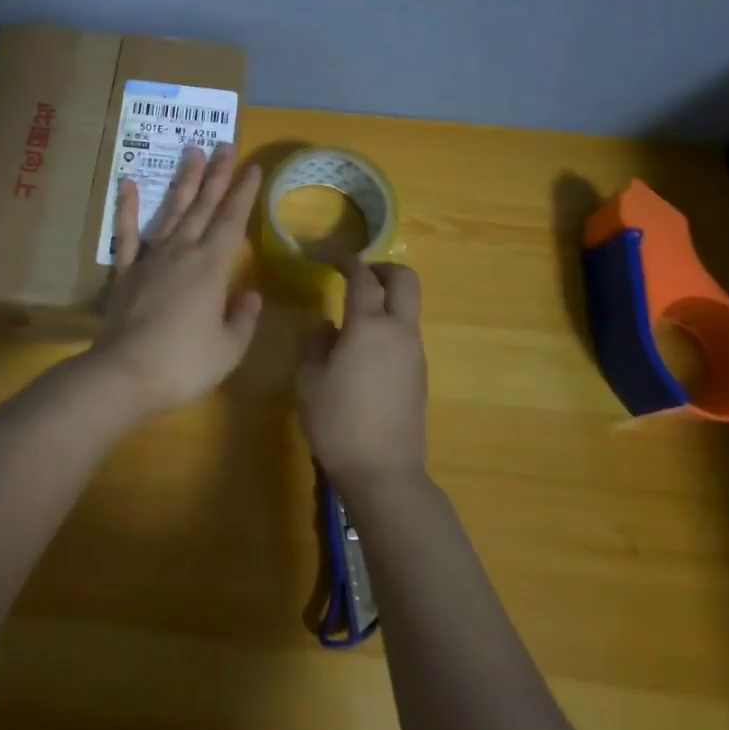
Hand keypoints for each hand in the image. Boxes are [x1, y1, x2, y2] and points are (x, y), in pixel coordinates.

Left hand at [92, 144, 262, 415]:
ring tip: (193, 152)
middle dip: (217, 175)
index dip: (244, 193)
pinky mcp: (125, 271)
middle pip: (203, 206)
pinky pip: (127, 233)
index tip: (254, 166)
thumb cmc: (184, 364)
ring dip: (184, 181)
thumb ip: (242, 318)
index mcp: (211, 267)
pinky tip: (128, 183)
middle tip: (226, 144)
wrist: (124, 374)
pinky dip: (127, 207)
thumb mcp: (228, 349)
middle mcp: (182, 252)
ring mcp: (151, 259)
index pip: (232, 221)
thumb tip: (250, 294)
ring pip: (171, 211)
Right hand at [296, 256, 428, 488]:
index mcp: (369, 326)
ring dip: (387, 300)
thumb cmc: (337, 421)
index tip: (334, 258)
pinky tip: (364, 351)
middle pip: (406, 281)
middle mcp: (399, 332)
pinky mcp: (420, 375)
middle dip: (383, 269)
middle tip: (358, 276)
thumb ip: (315, 343)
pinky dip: (389, 326)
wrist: (383, 471)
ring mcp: (415, 354)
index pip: (363, 278)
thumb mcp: (308, 379)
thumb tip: (327, 327)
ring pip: (409, 309)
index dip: (348, 262)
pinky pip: (406, 335)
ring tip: (354, 317)